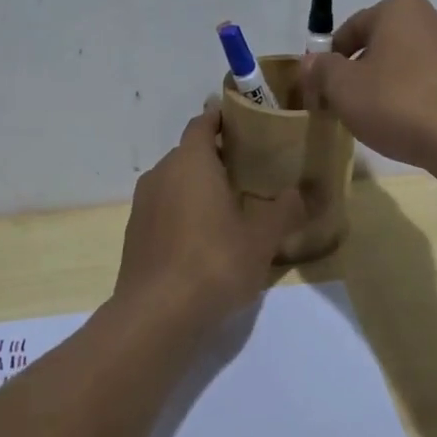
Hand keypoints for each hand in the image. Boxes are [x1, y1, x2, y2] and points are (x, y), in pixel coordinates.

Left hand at [115, 101, 306, 330]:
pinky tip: (205, 238)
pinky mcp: (135, 233)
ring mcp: (143, 204)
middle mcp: (161, 173)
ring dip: (200, 186)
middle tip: (252, 170)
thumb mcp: (261, 239)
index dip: (224, 119)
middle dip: (218, 157)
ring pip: (176, 181)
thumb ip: (284, 211)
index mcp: (190, 161)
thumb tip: (301, 194)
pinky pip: (165, 208)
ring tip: (232, 205)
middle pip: (190, 152)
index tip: (249, 124)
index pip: (204, 122)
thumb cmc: (213, 263)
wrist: (156, 316)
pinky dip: (184, 211)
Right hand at [300, 0, 436, 172]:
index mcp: (399, 9)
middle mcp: (431, 20)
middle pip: (378, 45)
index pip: (350, 28)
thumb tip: (310, 63)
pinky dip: (409, 100)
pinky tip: (403, 126)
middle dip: (356, 73)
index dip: (327, 59)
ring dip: (382, 87)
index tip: (317, 89)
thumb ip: (321, 70)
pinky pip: (426, 85)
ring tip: (371, 120)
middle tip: (340, 105)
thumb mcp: (343, 87)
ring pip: (402, 66)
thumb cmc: (397, 102)